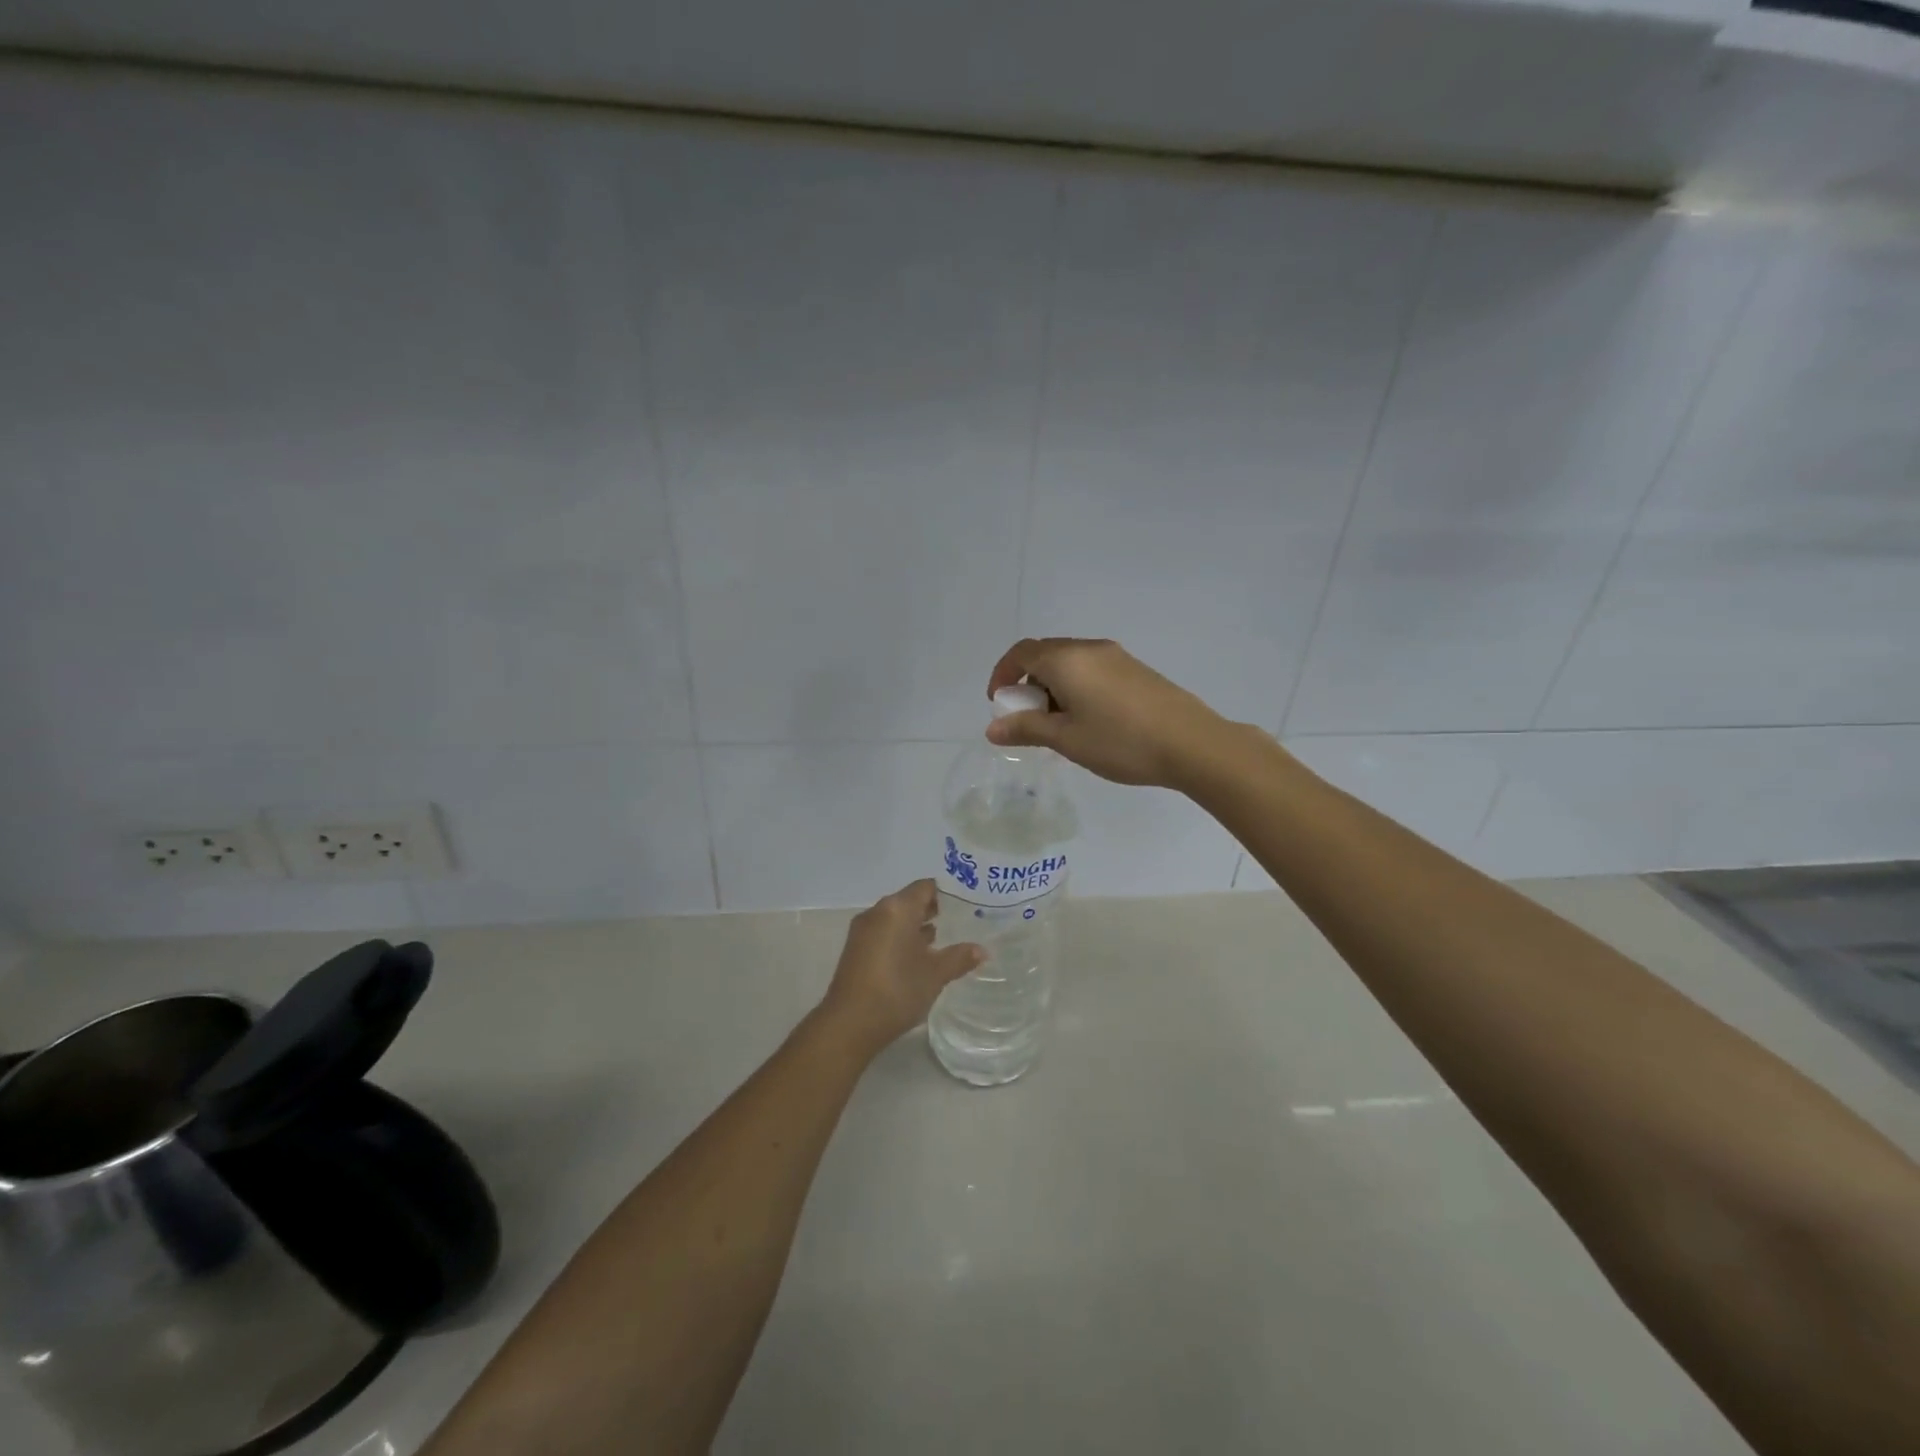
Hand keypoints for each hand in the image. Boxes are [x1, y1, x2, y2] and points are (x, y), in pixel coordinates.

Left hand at [816, 880, 984, 1059]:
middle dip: (934, 910)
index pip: (925, 887)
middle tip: (961, 921)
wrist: (849, 1024)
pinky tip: (919, 958)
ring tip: (944, 939)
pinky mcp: (856, 950)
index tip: (968, 903)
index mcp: (897, 908)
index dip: (947, 893)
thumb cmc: (897, 990)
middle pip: (910, 901)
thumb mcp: (935, 974)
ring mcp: (863, 931)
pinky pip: (885, 933)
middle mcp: (878, 912)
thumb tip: (982, 950)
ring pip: (896, 918)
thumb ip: (959, 957)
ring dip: (917, 926)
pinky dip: (902, 939)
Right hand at [985, 637, 1233, 789]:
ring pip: (1070, 664)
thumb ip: (1026, 729)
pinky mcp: (1136, 669)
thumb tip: (993, 728)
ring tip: (1059, 726)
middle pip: (1045, 655)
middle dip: (1027, 684)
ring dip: (1053, 687)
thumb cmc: (1121, 742)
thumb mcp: (1066, 739)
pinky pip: (1092, 670)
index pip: (1021, 653)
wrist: (1192, 743)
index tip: (999, 704)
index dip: (1002, 675)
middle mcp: (1089, 649)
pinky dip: (1076, 688)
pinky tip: (1089, 721)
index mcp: (1066, 660)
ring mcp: (1116, 656)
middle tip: (1028, 720)